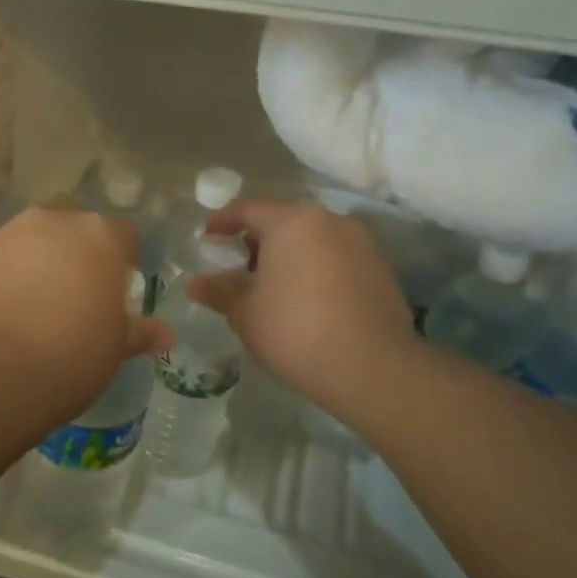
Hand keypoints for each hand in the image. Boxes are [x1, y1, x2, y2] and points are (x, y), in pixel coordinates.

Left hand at [0, 207, 171, 420]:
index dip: (123, 262)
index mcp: (99, 235)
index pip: (123, 235)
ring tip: (37, 306)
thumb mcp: (114, 349)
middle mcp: (53, 221)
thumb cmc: (69, 355)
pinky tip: (6, 313)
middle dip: (78, 253)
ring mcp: (8, 234)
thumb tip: (164, 334)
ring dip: (39, 262)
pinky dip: (6, 276)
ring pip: (33, 240)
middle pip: (74, 228)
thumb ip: (138, 332)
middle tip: (78, 295)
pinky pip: (1, 260)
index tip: (118, 294)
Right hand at [186, 200, 416, 414]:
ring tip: (270, 288)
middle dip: (257, 241)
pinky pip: (336, 258)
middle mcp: (329, 221)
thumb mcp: (245, 313)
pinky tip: (304, 301)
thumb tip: (195, 284)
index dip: (222, 222)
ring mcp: (361, 243)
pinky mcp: (381, 269)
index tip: (207, 238)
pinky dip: (315, 270)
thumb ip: (220, 291)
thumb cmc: (295, 330)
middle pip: (283, 221)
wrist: (373, 368)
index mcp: (291, 222)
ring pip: (313, 240)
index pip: (248, 209)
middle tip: (237, 267)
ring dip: (288, 256)